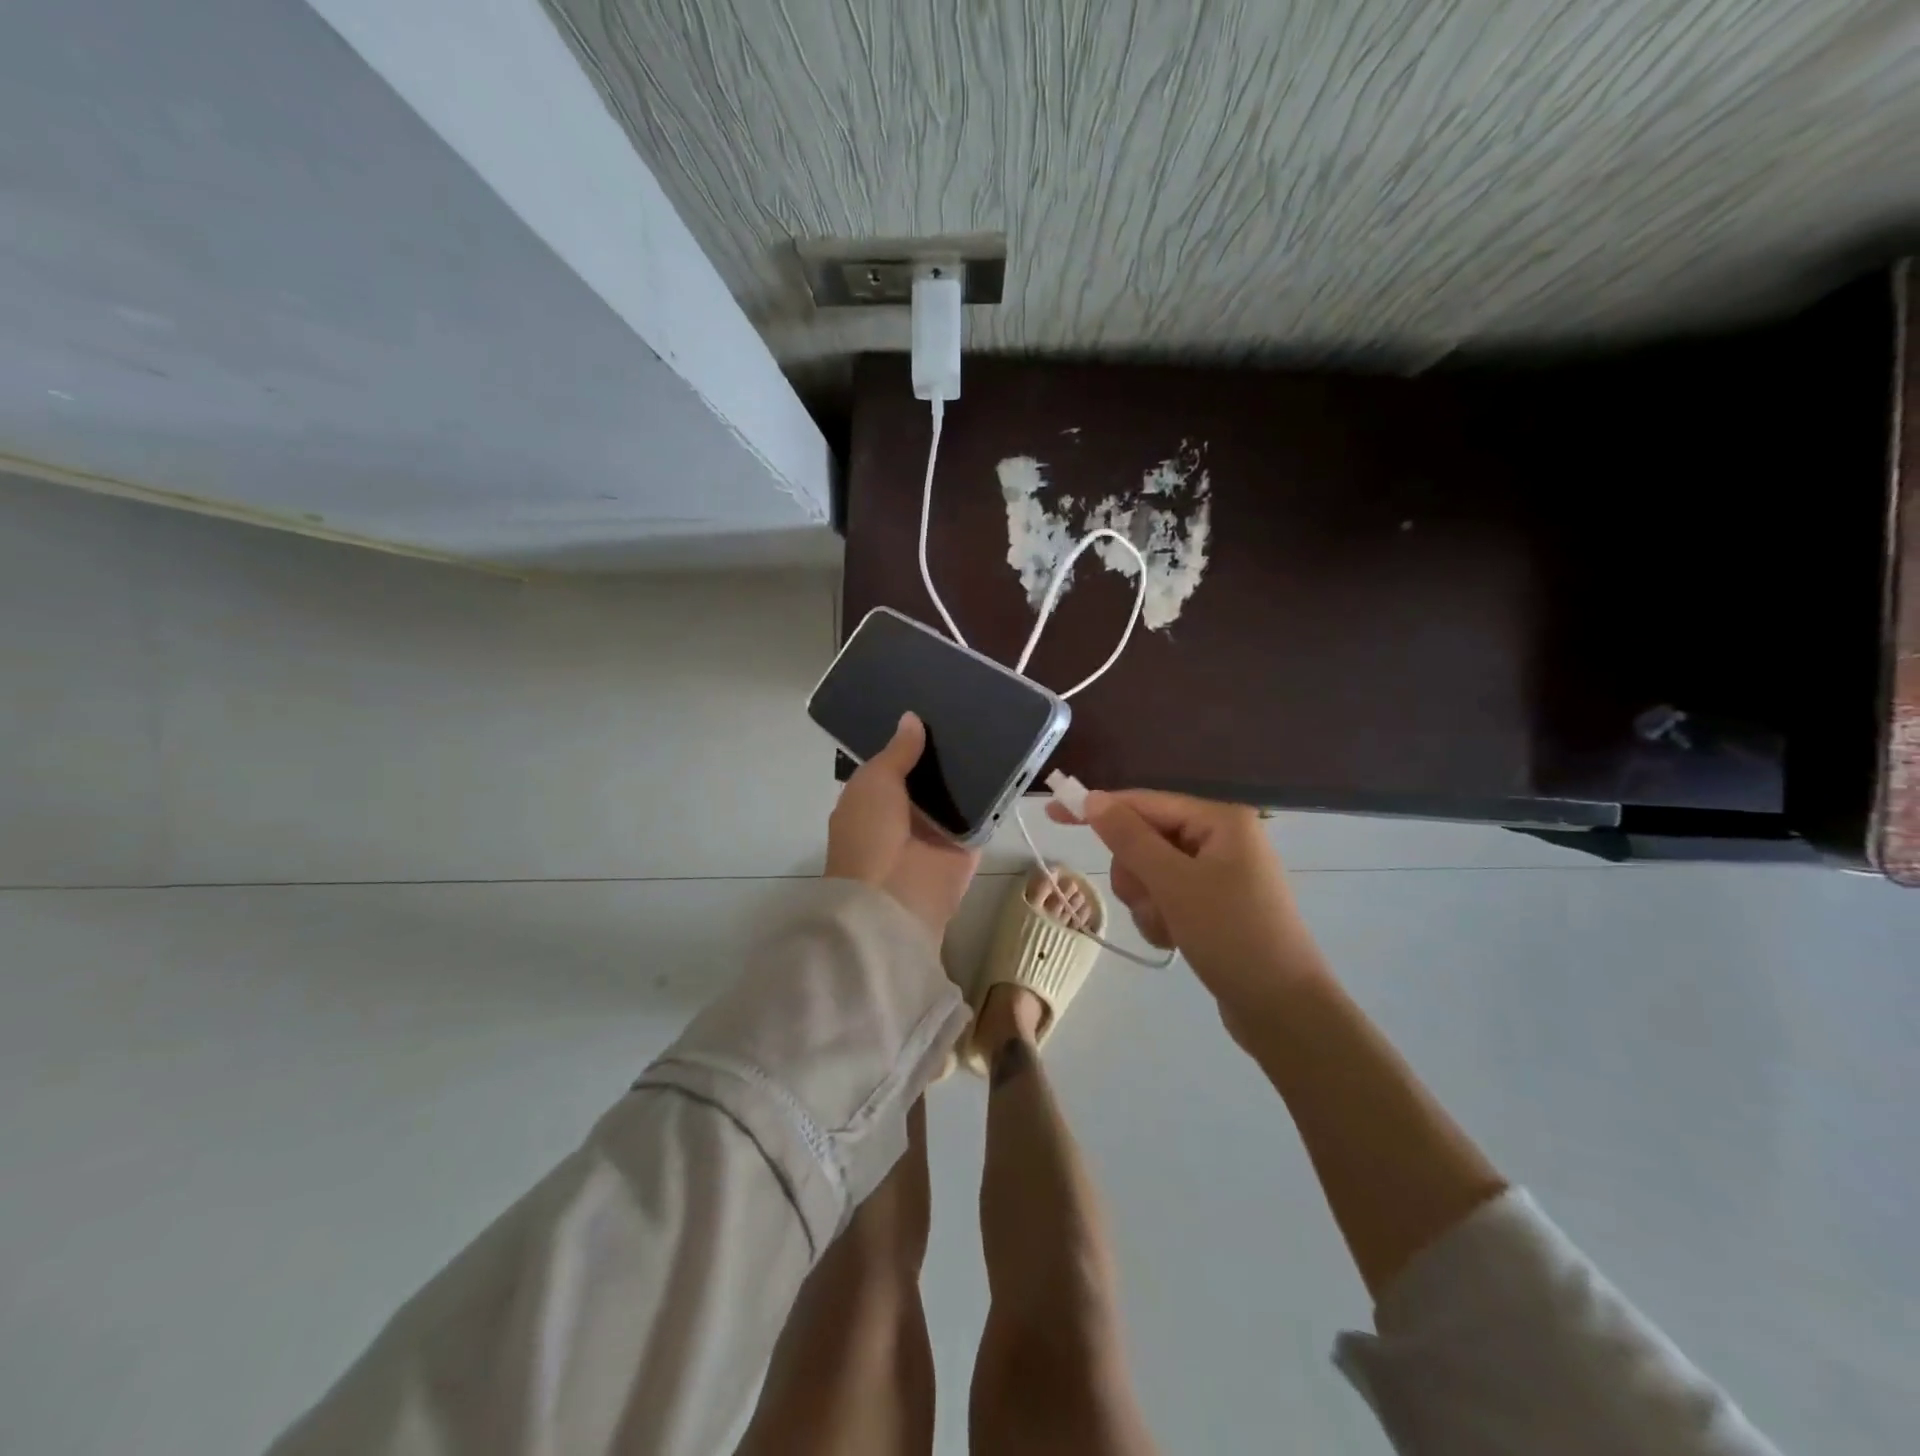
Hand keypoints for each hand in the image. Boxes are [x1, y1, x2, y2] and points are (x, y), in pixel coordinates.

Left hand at [827, 713, 979, 938]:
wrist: (894, 897)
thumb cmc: (871, 833)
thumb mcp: (875, 782)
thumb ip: (897, 752)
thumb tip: (912, 718)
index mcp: (874, 800)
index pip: (896, 763)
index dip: (911, 739)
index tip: (933, 706)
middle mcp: (907, 813)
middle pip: (931, 775)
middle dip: (946, 750)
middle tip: (972, 710)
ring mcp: (939, 829)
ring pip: (959, 791)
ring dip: (973, 769)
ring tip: (995, 725)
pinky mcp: (968, 844)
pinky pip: (983, 814)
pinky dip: (995, 794)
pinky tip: (1013, 760)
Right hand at [1048, 789, 1327, 1017]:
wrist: (1283, 1011)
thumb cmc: (1232, 936)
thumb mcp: (1174, 883)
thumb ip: (1129, 838)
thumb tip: (1093, 799)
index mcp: (1219, 820)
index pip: (1144, 803)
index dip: (1098, 809)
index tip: (1053, 813)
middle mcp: (1220, 839)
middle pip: (1145, 839)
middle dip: (1137, 874)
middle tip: (1149, 900)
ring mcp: (1219, 874)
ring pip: (1151, 872)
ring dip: (1147, 902)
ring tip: (1168, 928)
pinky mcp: (1214, 905)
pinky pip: (1167, 897)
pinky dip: (1161, 918)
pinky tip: (1176, 941)